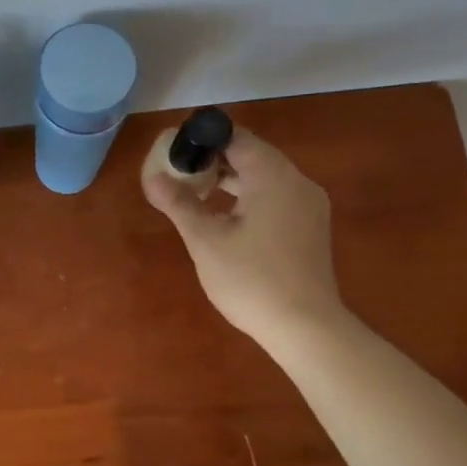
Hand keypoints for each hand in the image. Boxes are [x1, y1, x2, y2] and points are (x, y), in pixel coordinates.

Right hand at [143, 128, 344, 352]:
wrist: (305, 327)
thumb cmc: (251, 279)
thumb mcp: (206, 241)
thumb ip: (180, 204)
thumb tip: (154, 177)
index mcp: (273, 175)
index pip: (235, 138)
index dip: (203, 141)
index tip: (176, 155)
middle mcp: (297, 181)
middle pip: (252, 155)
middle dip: (215, 161)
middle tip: (181, 176)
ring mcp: (309, 205)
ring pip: (266, 178)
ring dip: (232, 181)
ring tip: (198, 195)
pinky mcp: (312, 227)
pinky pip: (277, 197)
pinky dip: (251, 198)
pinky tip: (228, 219)